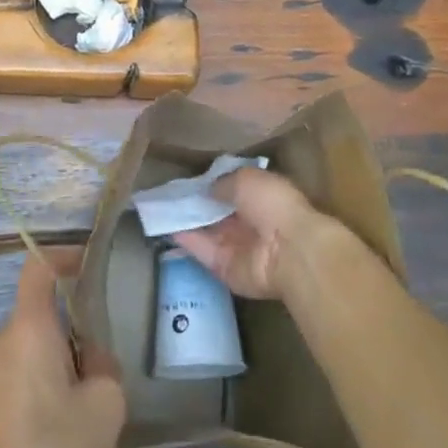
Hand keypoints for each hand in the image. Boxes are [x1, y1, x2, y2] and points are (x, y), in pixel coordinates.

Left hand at [0, 249, 125, 447]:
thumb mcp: (105, 404)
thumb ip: (102, 363)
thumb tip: (88, 355)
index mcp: (25, 329)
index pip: (38, 267)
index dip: (64, 256)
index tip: (88, 264)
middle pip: (40, 322)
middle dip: (72, 341)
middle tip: (102, 379)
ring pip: (30, 358)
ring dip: (59, 378)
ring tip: (88, 428)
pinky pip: (16, 388)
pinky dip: (41, 401)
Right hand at [171, 166, 334, 299]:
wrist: (289, 251)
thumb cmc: (274, 205)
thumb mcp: (247, 179)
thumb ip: (224, 183)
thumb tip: (207, 189)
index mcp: (262, 198)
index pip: (233, 191)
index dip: (212, 186)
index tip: (188, 180)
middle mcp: (250, 223)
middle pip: (217, 213)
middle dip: (196, 204)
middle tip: (167, 193)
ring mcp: (237, 247)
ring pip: (206, 232)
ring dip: (185, 220)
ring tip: (158, 207)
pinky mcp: (224, 268)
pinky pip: (201, 251)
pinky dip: (184, 240)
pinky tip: (164, 226)